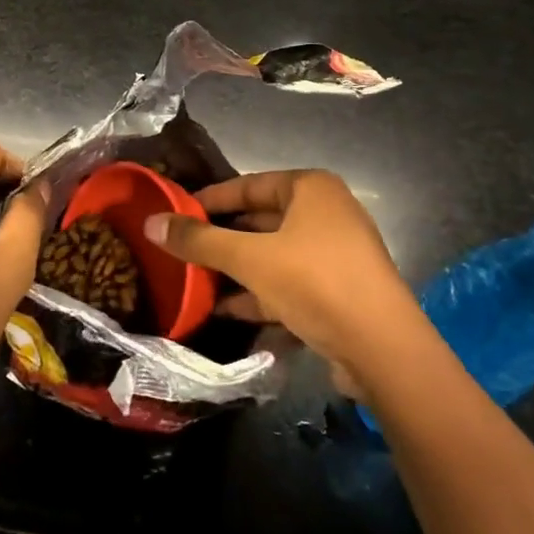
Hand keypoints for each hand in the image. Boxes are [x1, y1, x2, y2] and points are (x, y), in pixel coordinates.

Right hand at [143, 169, 423, 390]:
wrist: (383, 349)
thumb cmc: (315, 282)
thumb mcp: (250, 258)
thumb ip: (199, 241)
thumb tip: (151, 222)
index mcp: (311, 189)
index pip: (249, 184)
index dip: (211, 199)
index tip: (177, 212)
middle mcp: (327, 213)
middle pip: (261, 220)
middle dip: (222, 238)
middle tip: (181, 249)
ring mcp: (335, 255)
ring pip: (274, 255)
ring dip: (237, 270)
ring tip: (195, 282)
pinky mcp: (338, 292)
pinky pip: (289, 284)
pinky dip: (259, 294)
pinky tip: (225, 311)